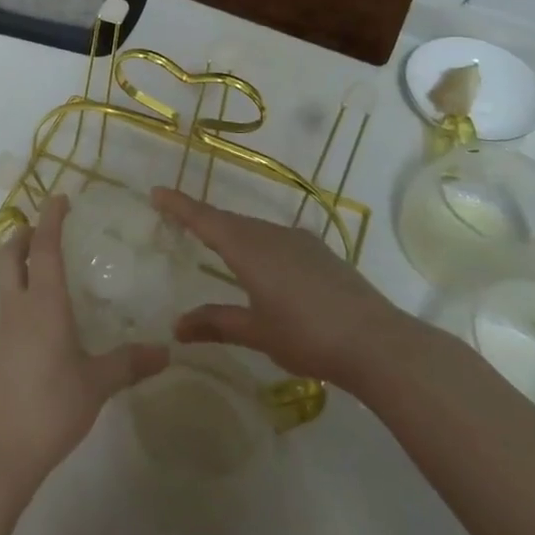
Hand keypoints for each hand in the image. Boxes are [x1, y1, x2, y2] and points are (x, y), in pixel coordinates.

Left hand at [0, 196, 167, 490]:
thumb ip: (129, 363)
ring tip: (45, 268)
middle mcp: (18, 308)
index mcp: (44, 305)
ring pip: (5, 280)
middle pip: (9, 255)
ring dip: (18, 263)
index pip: (44, 248)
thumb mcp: (97, 384)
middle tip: (41, 225)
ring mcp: (1, 330)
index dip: (51, 220)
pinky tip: (41, 318)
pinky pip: (7, 308)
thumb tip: (166, 351)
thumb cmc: (50, 407)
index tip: (59, 198)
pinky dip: (20, 295)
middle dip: (22, 233)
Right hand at [151, 188, 411, 387]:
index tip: (156, 192)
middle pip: (229, 221)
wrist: (378, 342)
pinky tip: (263, 265)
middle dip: (203, 219)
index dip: (179, 206)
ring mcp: (300, 241)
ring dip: (232, 233)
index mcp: (249, 249)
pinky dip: (257, 244)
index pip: (205, 220)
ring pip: (254, 229)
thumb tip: (177, 326)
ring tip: (216, 246)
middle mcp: (272, 235)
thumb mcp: (257, 332)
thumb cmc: (308, 335)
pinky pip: (276, 239)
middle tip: (179, 219)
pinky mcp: (320, 253)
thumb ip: (216, 323)